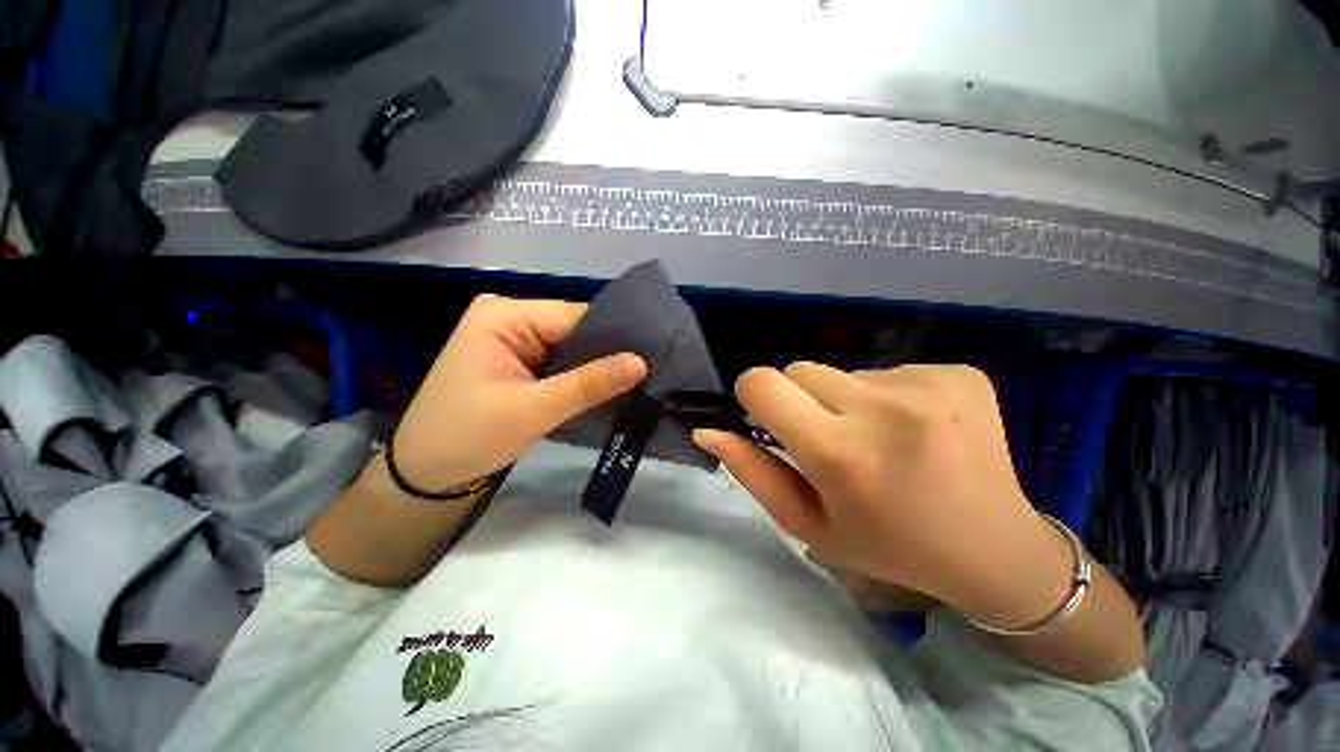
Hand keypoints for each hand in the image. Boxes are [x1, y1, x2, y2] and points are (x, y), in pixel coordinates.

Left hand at [390, 294, 646, 491]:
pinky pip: (562, 361)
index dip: (614, 337)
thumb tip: (641, 362)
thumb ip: (588, 384)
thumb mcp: (531, 411)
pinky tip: (609, 387)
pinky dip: (583, 376)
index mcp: (503, 315)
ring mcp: (514, 339)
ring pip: (572, 347)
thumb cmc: (466, 438)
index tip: (652, 356)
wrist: (424, 476)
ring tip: (638, 380)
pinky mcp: (520, 360)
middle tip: (650, 371)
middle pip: (575, 330)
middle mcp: (509, 317)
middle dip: (608, 354)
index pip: (575, 317)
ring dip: (598, 367)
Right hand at [693, 363, 1068, 627]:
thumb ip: (750, 472)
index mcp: (841, 452)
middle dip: (799, 399)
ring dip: (845, 400)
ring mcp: (928, 385)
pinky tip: (916, 431)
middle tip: (830, 440)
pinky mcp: (958, 373)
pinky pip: (889, 370)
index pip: (762, 382)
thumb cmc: (888, 546)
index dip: (754, 395)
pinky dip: (887, 397)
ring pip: (843, 371)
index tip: (771, 419)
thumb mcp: (807, 524)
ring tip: (879, 440)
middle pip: (799, 369)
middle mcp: (884, 408)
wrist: (995, 551)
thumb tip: (707, 431)